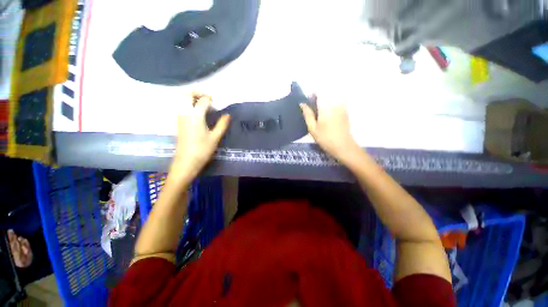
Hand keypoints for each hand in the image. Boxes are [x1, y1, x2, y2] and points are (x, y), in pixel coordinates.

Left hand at [170, 93, 229, 180]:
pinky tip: (197, 112)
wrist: (186, 162)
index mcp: (195, 116)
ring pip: (181, 100)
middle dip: (197, 93)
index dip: (210, 99)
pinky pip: (180, 107)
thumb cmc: (202, 150)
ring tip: (203, 104)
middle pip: (186, 95)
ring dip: (192, 98)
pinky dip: (188, 104)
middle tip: (208, 98)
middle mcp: (184, 113)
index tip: (216, 104)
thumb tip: (227, 115)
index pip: (202, 100)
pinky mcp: (178, 123)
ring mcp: (179, 118)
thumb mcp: (215, 137)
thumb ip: (222, 124)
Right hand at [300, 98, 359, 162]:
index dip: (312, 94)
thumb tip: (302, 104)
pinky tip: (328, 116)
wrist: (343, 146)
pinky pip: (337, 103)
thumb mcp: (312, 128)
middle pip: (325, 94)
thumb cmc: (325, 138)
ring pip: (331, 98)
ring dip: (324, 102)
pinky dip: (331, 106)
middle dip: (318, 98)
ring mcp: (341, 106)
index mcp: (325, 106)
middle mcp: (334, 103)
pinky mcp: (345, 111)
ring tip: (320, 113)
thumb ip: (307, 114)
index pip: (318, 92)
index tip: (309, 101)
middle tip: (314, 109)